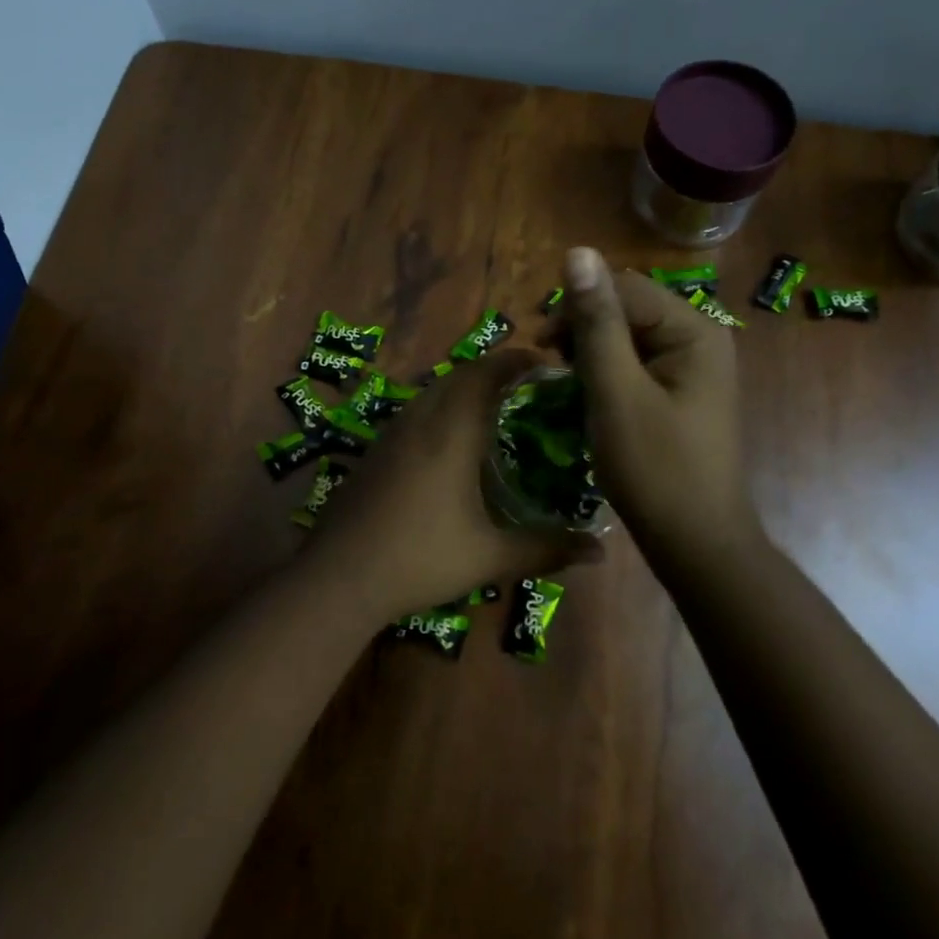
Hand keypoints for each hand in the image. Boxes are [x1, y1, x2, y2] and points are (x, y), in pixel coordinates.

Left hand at [300, 347, 599, 625]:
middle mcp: (419, 421)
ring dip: (463, 388)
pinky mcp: (373, 451)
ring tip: (493, 409)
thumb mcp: (490, 558)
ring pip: (432, 391)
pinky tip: (448, 442)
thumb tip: (600, 551)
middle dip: (493, 371)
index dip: (516, 361)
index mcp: (451, 433)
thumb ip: (546, 549)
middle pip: (458, 375)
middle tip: (526, 387)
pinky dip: (439, 408)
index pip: (486, 374)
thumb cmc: (420, 559)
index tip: (545, 364)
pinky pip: (414, 412)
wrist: (338, 577)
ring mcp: (390, 434)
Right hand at [557, 247, 762, 567]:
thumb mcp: (616, 391)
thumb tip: (578, 251)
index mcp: (694, 330)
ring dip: (591, 353)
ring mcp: (692, 368)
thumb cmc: (654, 468)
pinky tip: (589, 397)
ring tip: (567, 385)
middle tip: (552, 370)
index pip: (624, 288)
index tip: (542, 348)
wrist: (695, 543)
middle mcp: (699, 339)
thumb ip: (596, 321)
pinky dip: (607, 374)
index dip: (578, 308)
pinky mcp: (680, 393)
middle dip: (584, 331)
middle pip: (628, 309)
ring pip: (628, 338)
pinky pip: (636, 365)